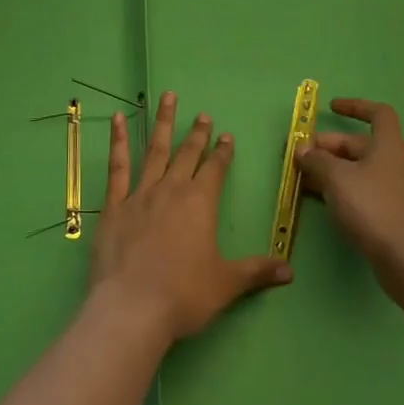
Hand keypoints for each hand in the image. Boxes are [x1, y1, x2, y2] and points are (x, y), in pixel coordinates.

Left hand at [91, 91, 291, 342]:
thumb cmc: (184, 295)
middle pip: (187, 154)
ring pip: (154, 150)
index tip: (227, 136)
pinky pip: (117, 167)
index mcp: (200, 203)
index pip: (216, 169)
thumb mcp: (226, 284)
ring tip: (168, 97)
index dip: (223, 152)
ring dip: (163, 122)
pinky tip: (117, 119)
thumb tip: (290, 270)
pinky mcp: (114, 206)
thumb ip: (256, 272)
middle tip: (202, 114)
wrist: (132, 307)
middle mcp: (172, 190)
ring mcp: (140, 194)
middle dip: (197, 133)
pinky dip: (118, 141)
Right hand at [295, 98, 403, 298]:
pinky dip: (340, 189)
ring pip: (357, 170)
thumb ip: (316, 161)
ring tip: (301, 178)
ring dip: (329, 169)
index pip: (378, 114)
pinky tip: (320, 200)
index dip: (355, 106)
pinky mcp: (390, 214)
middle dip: (328, 146)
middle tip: (299, 156)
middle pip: (360, 144)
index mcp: (389, 146)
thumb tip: (302, 150)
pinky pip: (361, 190)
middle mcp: (394, 163)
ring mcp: (394, 190)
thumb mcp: (337, 179)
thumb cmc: (373, 208)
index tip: (330, 108)